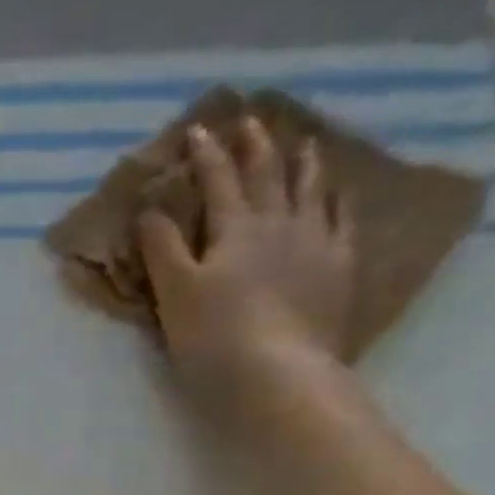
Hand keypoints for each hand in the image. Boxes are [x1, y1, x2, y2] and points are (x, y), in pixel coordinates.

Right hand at [140, 117, 357, 437]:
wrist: (278, 374)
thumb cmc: (214, 337)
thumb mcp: (174, 294)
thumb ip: (162, 249)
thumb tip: (150, 209)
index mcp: (234, 230)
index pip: (218, 181)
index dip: (206, 155)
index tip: (198, 130)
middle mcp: (279, 224)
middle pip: (267, 176)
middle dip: (255, 147)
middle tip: (251, 120)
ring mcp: (316, 244)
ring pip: (310, 190)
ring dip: (303, 163)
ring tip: (303, 142)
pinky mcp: (340, 270)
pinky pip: (343, 222)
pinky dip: (339, 200)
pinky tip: (340, 193)